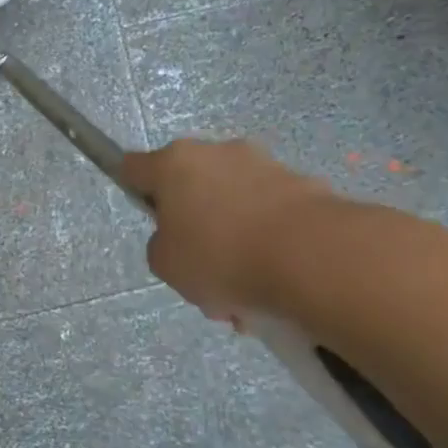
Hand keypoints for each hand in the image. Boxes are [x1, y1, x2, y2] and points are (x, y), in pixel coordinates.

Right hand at [119, 139, 343, 320]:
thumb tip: (182, 239)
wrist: (314, 259)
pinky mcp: (306, 187)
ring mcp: (265, 166)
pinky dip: (267, 245)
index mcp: (175, 164)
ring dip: (234, 240)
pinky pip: (271, 218)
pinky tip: (271, 287)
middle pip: (191, 187)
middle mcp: (218, 153)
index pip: (135, 167)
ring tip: (242, 295)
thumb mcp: (165, 265)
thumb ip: (162, 246)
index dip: (132, 188)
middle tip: (199, 268)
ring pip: (234, 206)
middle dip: (194, 224)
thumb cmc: (221, 256)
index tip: (147, 216)